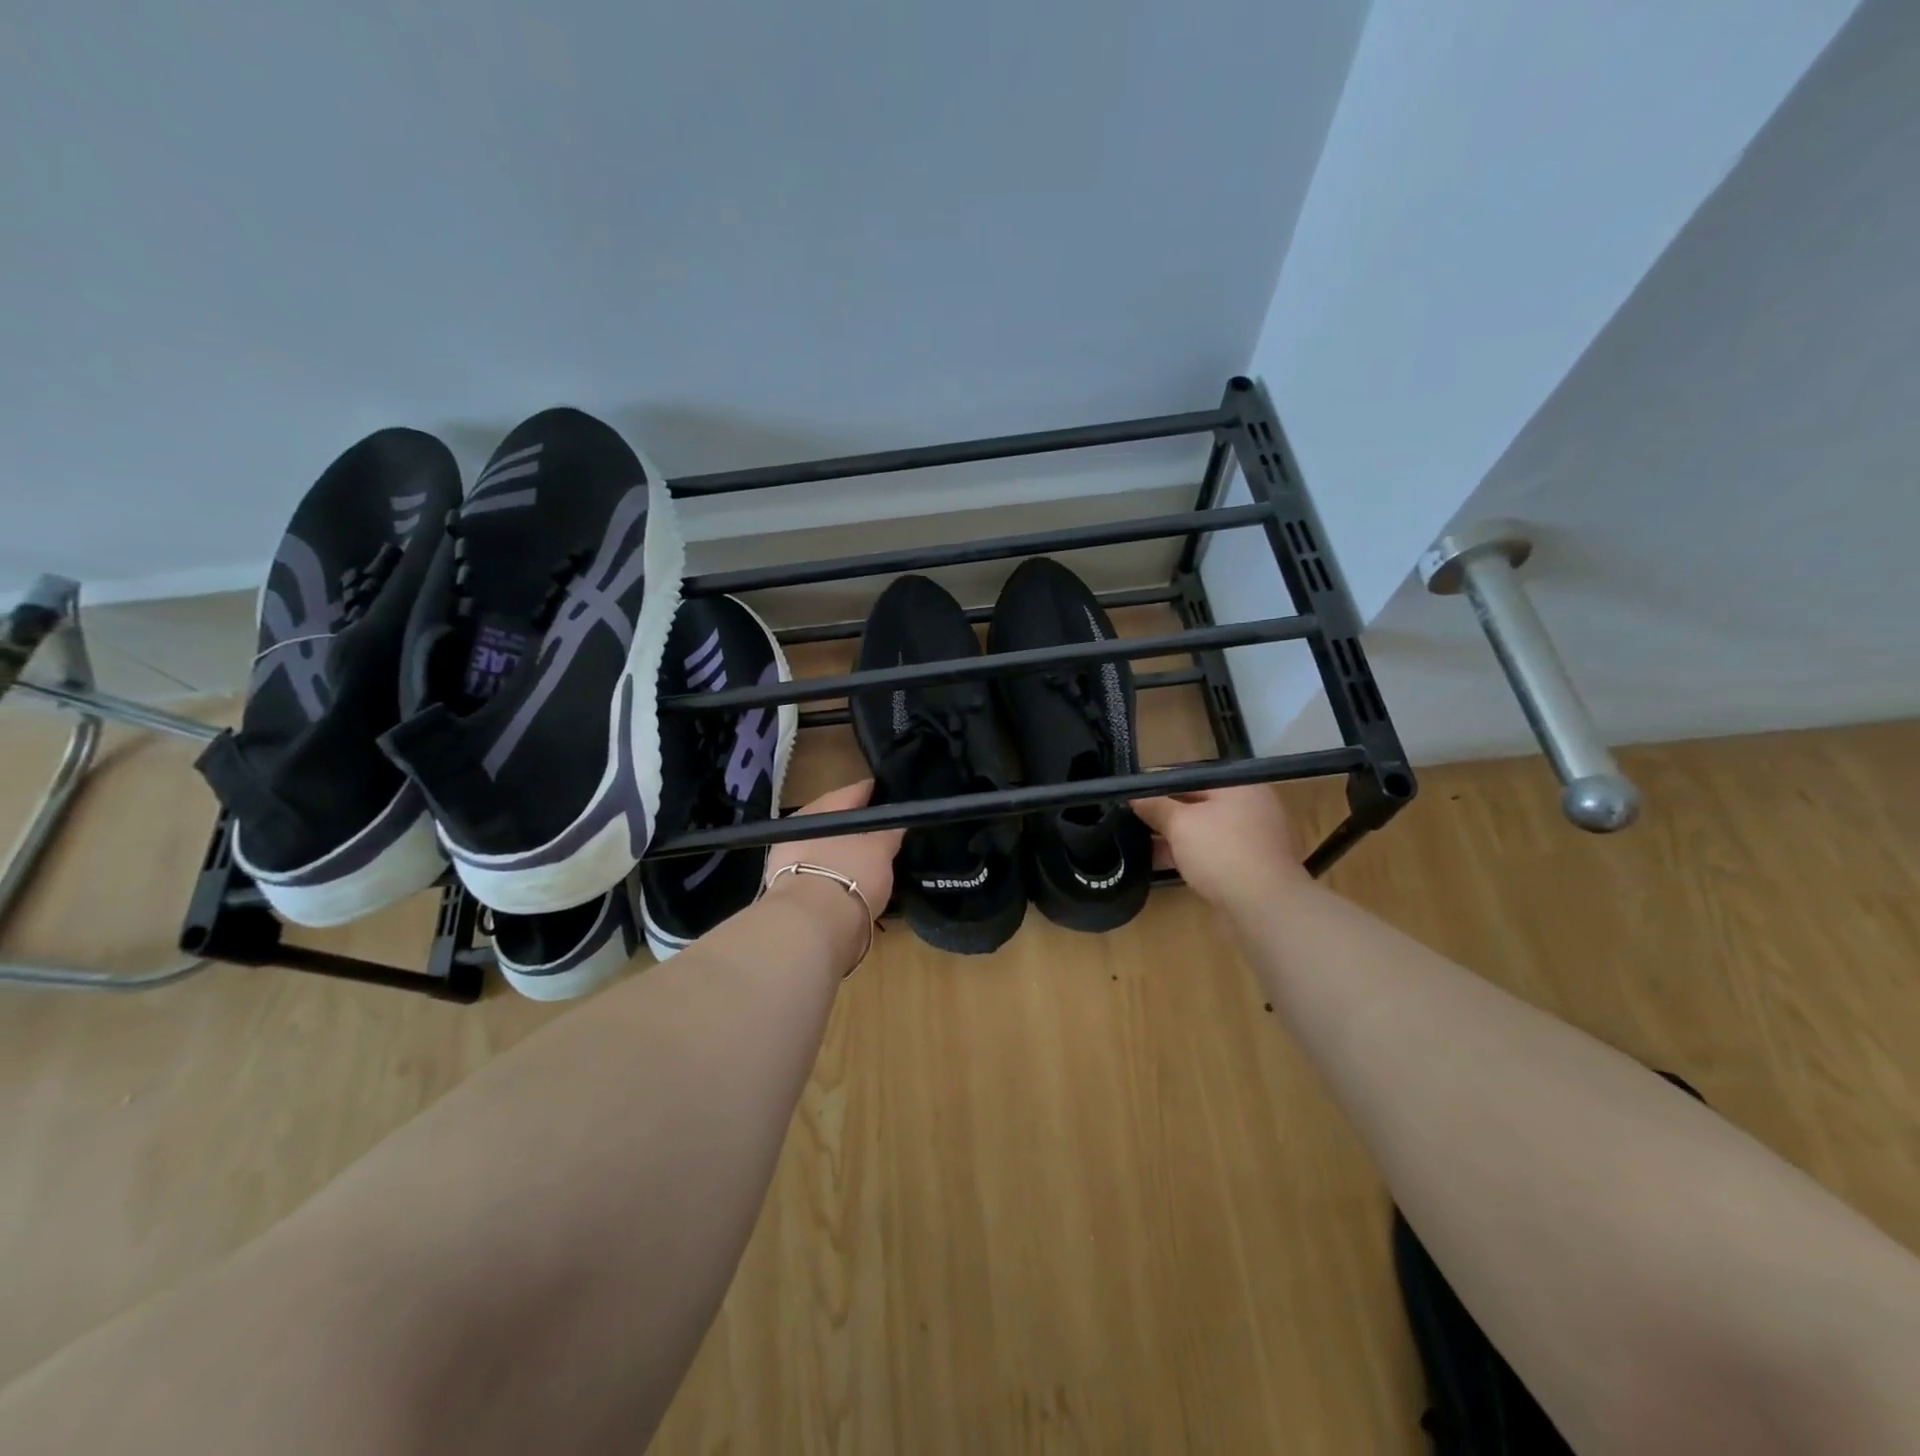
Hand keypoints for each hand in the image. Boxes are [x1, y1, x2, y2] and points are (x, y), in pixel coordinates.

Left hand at [763, 779, 901, 937]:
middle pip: (839, 821)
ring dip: (849, 854)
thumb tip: (897, 820)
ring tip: (877, 863)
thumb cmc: (850, 874)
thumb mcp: (882, 847)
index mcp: (821, 808)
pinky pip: (823, 873)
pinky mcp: (791, 889)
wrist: (812, 927)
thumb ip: (891, 829)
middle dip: (862, 827)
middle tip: (890, 835)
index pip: (857, 791)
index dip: (881, 793)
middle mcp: (801, 828)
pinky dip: (839, 876)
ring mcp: (791, 859)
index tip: (900, 801)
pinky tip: (857, 885)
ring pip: (830, 848)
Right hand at [1130, 784, 1306, 913]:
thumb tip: (1134, 796)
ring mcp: (1252, 838)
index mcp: (1239, 786)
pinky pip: (1212, 853)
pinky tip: (1161, 863)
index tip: (1132, 795)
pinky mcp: (1249, 866)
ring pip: (1204, 831)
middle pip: (1198, 804)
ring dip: (1174, 837)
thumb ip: (1156, 806)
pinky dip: (1189, 856)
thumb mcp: (1181, 824)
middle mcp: (1250, 807)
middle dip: (1165, 812)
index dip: (1159, 785)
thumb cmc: (1222, 852)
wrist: (1264, 907)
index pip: (1191, 777)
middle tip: (1131, 819)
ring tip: (1139, 843)